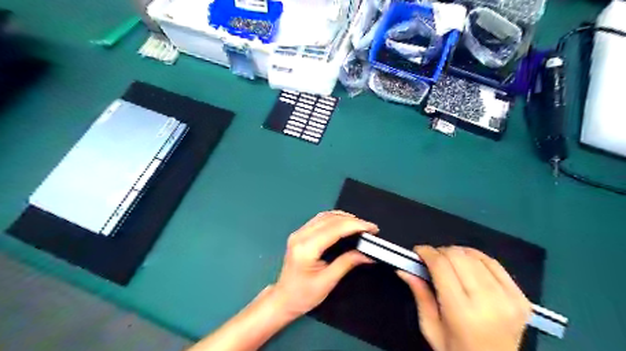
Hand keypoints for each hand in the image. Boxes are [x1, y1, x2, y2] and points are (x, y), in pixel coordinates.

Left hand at [268, 211, 375, 320]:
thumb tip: (368, 254)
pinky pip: (319, 219)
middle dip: (353, 220)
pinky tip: (345, 223)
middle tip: (370, 228)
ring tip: (360, 225)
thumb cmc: (303, 295)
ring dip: (344, 217)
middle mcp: (301, 235)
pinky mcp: (300, 234)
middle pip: (330, 219)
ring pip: (324, 216)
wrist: (283, 299)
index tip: (372, 228)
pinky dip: (335, 219)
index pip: (335, 229)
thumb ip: (347, 263)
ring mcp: (298, 233)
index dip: (355, 225)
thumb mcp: (328, 281)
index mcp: (307, 248)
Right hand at [398, 245, 529, 350]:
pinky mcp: (521, 297)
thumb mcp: (430, 327)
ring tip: (448, 263)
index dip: (427, 252)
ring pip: (475, 255)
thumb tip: (404, 269)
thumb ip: (419, 294)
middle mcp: (489, 302)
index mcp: (462, 312)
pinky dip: (476, 258)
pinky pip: (494, 262)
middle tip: (432, 260)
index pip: (441, 266)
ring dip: (457, 253)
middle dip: (440, 252)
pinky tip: (467, 265)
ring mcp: (509, 298)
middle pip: (458, 256)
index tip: (418, 251)